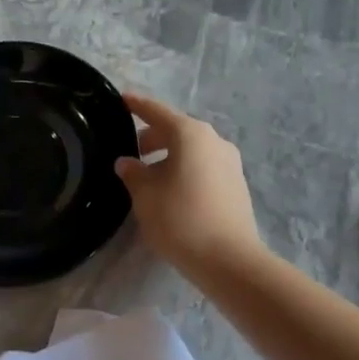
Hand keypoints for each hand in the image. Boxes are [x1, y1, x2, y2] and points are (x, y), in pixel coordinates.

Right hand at [114, 94, 263, 282]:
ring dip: (169, 157)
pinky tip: (171, 192)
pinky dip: (184, 171)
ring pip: (192, 151)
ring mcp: (230, 163)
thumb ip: (133, 173)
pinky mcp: (236, 185)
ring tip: (148, 177)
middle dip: (152, 138)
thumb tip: (127, 162)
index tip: (122, 99)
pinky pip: (203, 167)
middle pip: (177, 131)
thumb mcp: (145, 195)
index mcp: (190, 135)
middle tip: (130, 152)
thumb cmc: (180, 219)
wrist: (229, 260)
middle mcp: (214, 141)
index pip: (157, 112)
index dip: (137, 105)